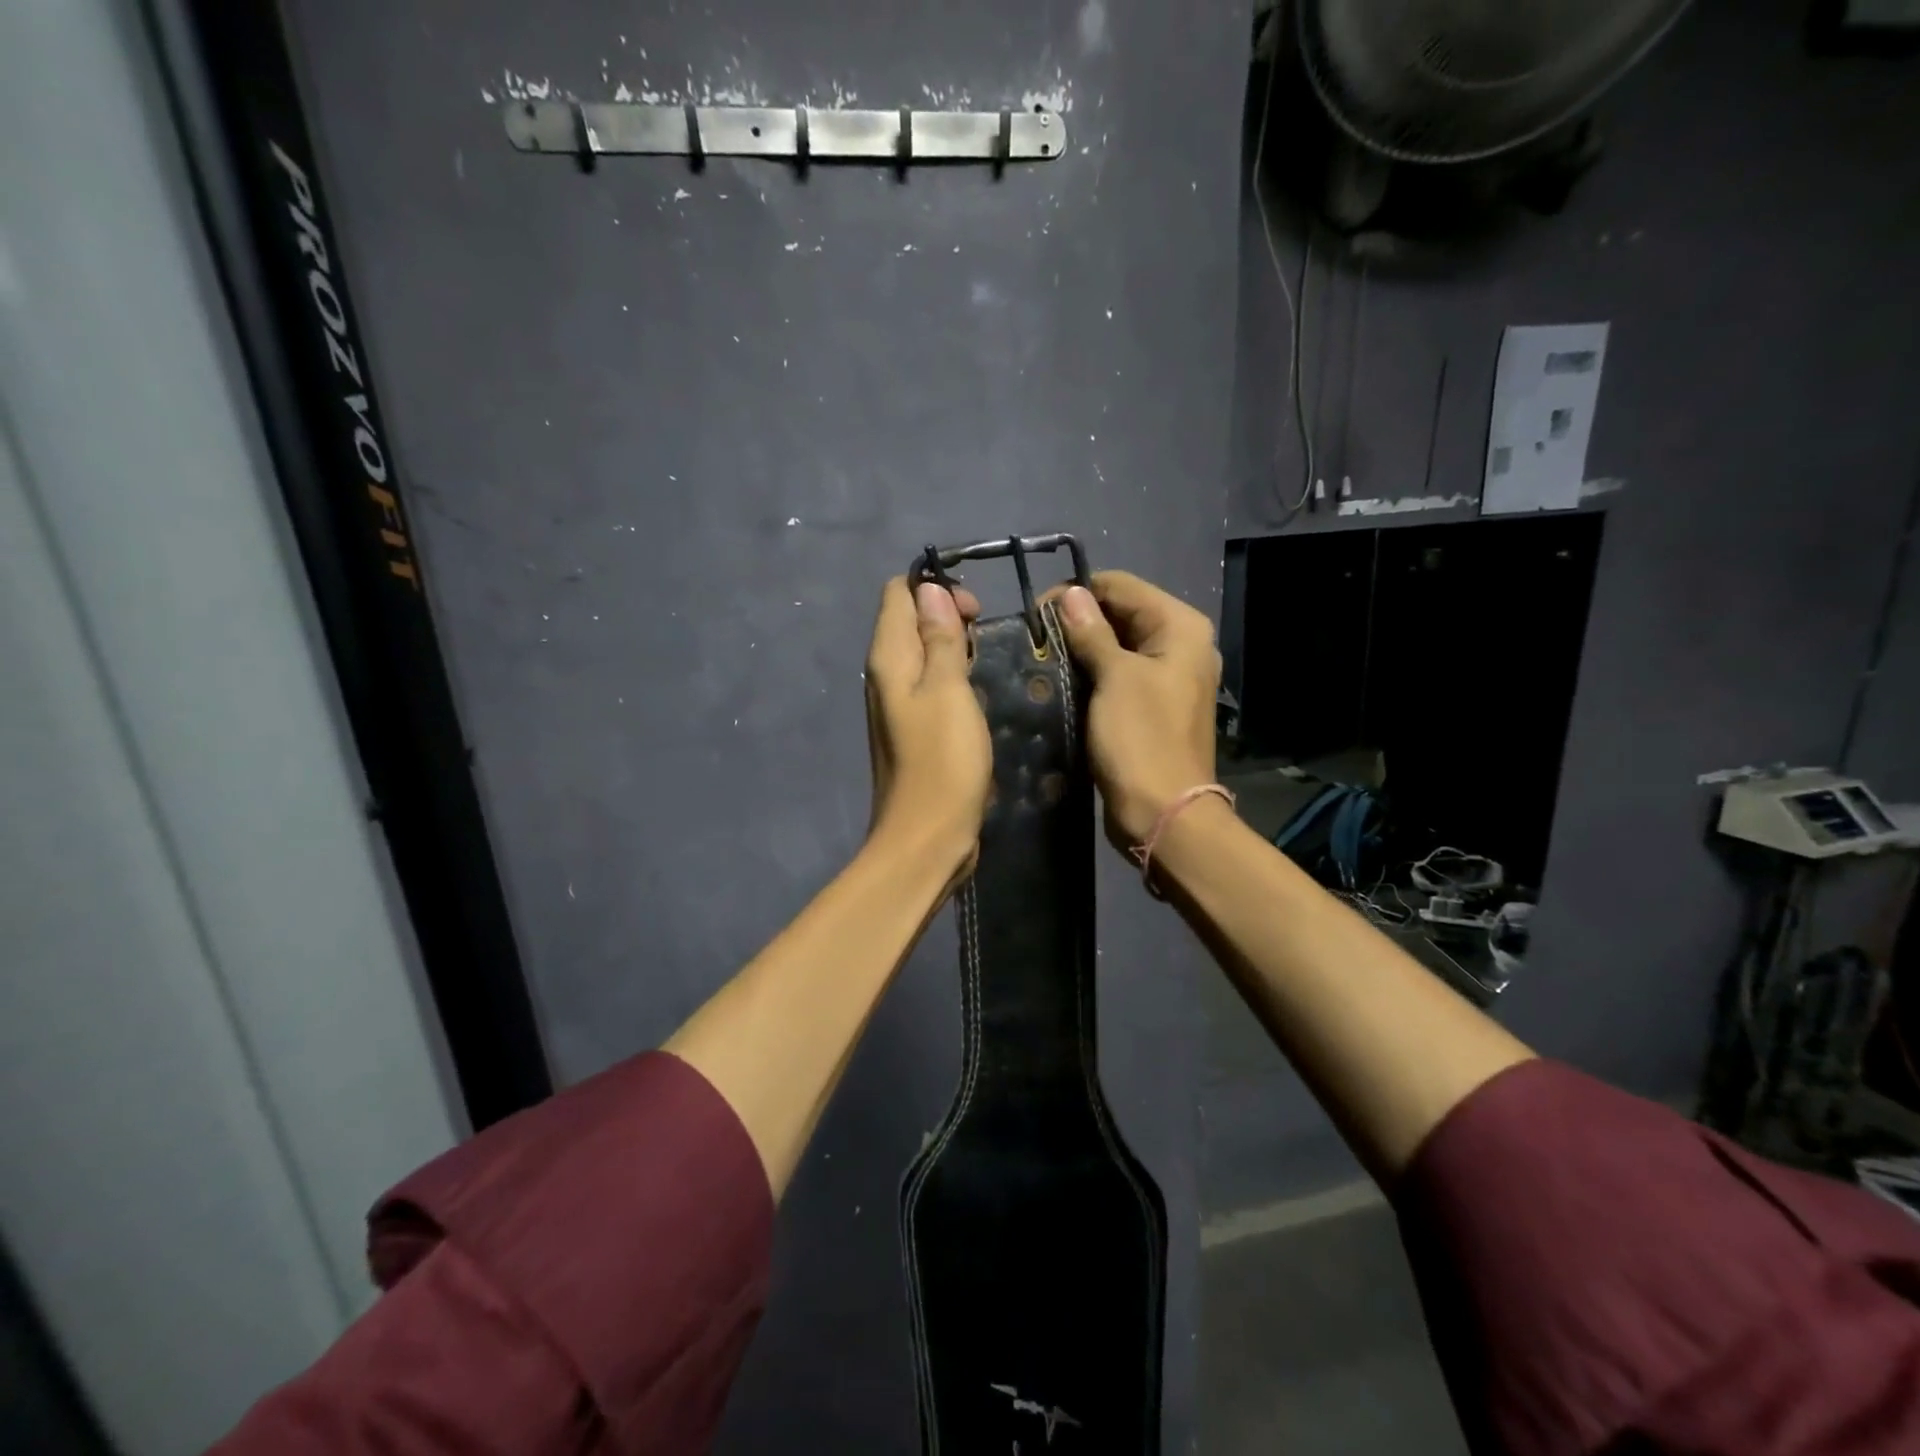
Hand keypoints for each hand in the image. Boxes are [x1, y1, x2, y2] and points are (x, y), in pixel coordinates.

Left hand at [864, 577, 991, 877]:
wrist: (928, 836)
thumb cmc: (942, 761)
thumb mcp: (948, 690)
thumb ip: (939, 638)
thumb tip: (929, 592)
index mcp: (887, 659)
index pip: (898, 594)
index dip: (934, 589)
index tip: (974, 610)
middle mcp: (885, 676)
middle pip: (909, 621)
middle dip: (947, 615)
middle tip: (983, 635)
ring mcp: (897, 704)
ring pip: (922, 654)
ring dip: (952, 647)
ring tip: (983, 661)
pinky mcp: (914, 729)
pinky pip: (930, 685)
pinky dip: (952, 678)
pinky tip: (976, 693)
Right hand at [1051, 571, 1220, 849]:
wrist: (1163, 812)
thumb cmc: (1141, 739)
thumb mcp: (1114, 678)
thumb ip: (1092, 631)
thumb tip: (1070, 593)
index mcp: (1180, 627)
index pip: (1121, 586)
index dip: (1078, 594)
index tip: (1037, 614)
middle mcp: (1180, 644)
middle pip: (1121, 613)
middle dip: (1079, 621)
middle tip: (1037, 639)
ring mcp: (1167, 677)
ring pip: (1117, 645)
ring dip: (1082, 648)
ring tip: (1043, 658)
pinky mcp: (1151, 704)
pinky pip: (1119, 675)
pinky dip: (1093, 673)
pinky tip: (1062, 680)